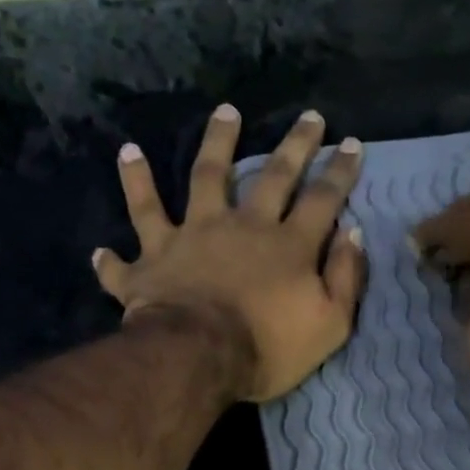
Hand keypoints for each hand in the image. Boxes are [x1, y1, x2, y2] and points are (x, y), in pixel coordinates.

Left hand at [94, 104, 366, 402]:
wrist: (199, 358)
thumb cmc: (268, 349)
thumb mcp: (329, 325)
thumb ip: (344, 278)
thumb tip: (352, 234)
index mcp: (287, 246)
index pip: (323, 200)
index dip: (339, 172)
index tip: (350, 143)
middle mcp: (241, 227)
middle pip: (272, 176)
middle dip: (295, 145)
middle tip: (308, 116)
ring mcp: (192, 236)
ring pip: (202, 178)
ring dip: (214, 143)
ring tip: (223, 112)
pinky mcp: (153, 259)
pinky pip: (135, 230)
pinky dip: (124, 211)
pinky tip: (116, 190)